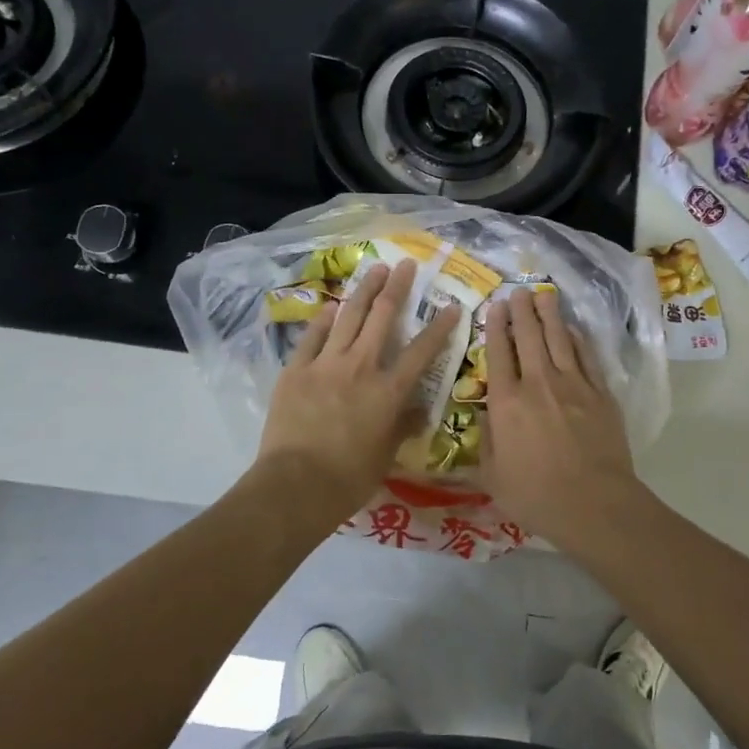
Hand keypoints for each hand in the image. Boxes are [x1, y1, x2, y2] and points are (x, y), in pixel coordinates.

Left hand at [255, 259, 455, 513]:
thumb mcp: (386, 456)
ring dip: (364, 291)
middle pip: (383, 318)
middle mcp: (361, 367)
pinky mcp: (296, 370)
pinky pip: (312, 337)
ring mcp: (326, 364)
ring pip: (349, 317)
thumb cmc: (349, 477)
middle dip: (397, 288)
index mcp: (389, 391)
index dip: (440, 327)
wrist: (296, 485)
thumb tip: (417, 411)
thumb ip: (402, 427)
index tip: (452, 306)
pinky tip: (330, 307)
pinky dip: (322, 320)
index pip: (422, 351)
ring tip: (374, 269)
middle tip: (404, 264)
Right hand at [482, 289, 637, 539]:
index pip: (498, 354)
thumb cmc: (536, 496)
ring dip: (550, 314)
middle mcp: (538, 384)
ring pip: (559, 339)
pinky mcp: (600, 393)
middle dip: (522, 310)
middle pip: (529, 336)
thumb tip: (487, 418)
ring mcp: (573, 385)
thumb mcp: (493, 477)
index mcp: (506, 403)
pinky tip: (572, 329)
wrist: (594, 505)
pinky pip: (586, 356)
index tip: (495, 307)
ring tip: (543, 294)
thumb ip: (486, 443)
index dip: (495, 327)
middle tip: (518, 291)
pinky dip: (577, 339)